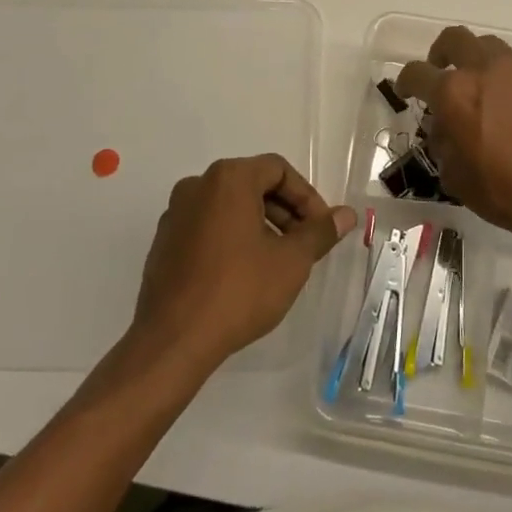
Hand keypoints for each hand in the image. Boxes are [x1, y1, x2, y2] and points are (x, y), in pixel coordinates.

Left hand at [132, 154, 355, 371]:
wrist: (173, 341)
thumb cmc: (239, 291)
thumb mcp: (291, 262)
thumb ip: (320, 232)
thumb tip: (346, 215)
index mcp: (228, 178)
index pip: (278, 170)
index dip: (306, 197)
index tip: (321, 228)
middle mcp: (198, 185)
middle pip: (253, 184)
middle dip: (285, 212)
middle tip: (304, 245)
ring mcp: (176, 213)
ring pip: (229, 206)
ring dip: (260, 225)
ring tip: (278, 261)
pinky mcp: (164, 241)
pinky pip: (207, 226)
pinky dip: (231, 237)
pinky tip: (244, 273)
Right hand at [396, 27, 511, 251]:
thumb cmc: (508, 193)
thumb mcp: (457, 178)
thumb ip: (442, 143)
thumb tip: (444, 127)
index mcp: (454, 92)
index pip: (417, 73)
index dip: (406, 82)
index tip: (407, 91)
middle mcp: (485, 68)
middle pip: (454, 39)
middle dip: (442, 53)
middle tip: (443, 73)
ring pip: (490, 47)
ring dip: (478, 62)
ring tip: (483, 89)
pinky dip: (510, 79)